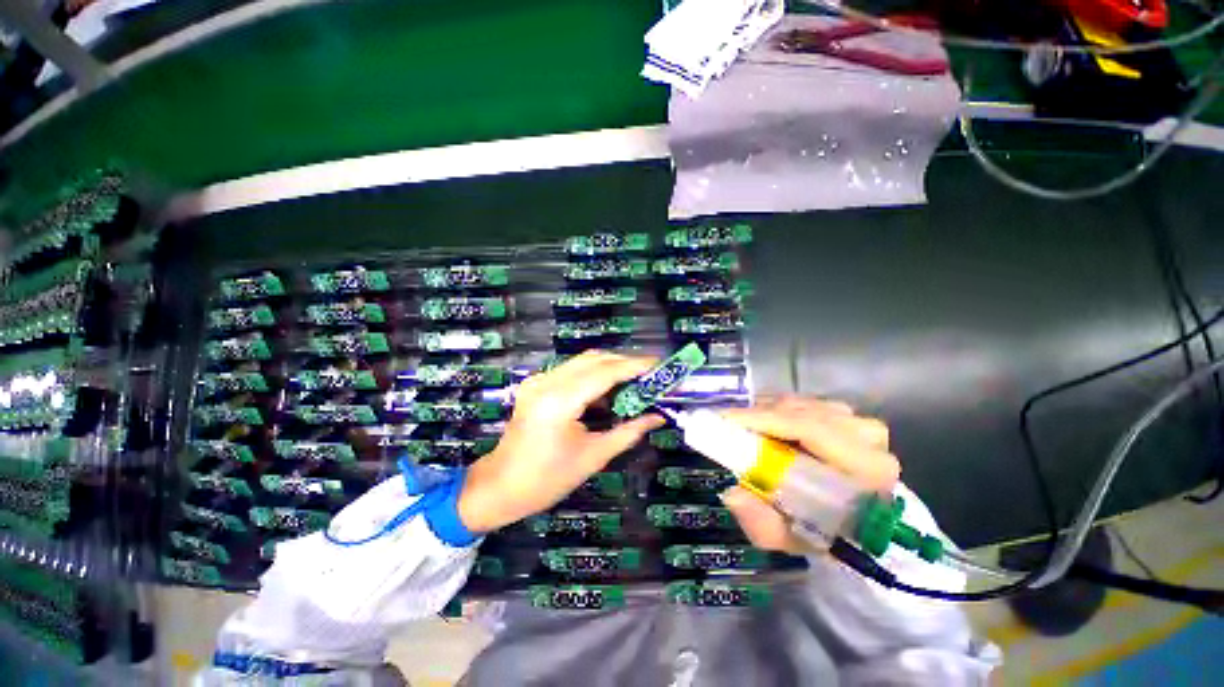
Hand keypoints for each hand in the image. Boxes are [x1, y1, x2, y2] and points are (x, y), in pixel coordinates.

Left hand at [457, 351, 664, 532]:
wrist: (500, 486)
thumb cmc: (547, 480)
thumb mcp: (593, 457)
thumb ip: (628, 432)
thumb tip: (657, 416)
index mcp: (560, 401)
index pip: (605, 372)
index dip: (634, 366)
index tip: (659, 364)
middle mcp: (547, 382)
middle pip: (594, 359)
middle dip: (624, 362)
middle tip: (650, 373)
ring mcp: (538, 380)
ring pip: (582, 361)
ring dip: (610, 366)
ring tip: (635, 380)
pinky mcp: (536, 384)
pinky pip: (571, 370)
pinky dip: (594, 374)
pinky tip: (608, 389)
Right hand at [718, 397, 898, 553]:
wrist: (852, 521)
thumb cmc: (822, 532)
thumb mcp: (790, 538)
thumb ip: (762, 524)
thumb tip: (732, 495)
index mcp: (867, 470)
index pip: (811, 429)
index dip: (765, 420)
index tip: (727, 421)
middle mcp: (867, 438)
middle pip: (800, 412)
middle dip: (758, 417)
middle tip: (728, 427)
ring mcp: (858, 421)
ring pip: (798, 404)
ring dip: (766, 413)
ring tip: (745, 430)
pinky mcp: (846, 414)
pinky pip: (801, 402)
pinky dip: (776, 410)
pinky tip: (765, 427)